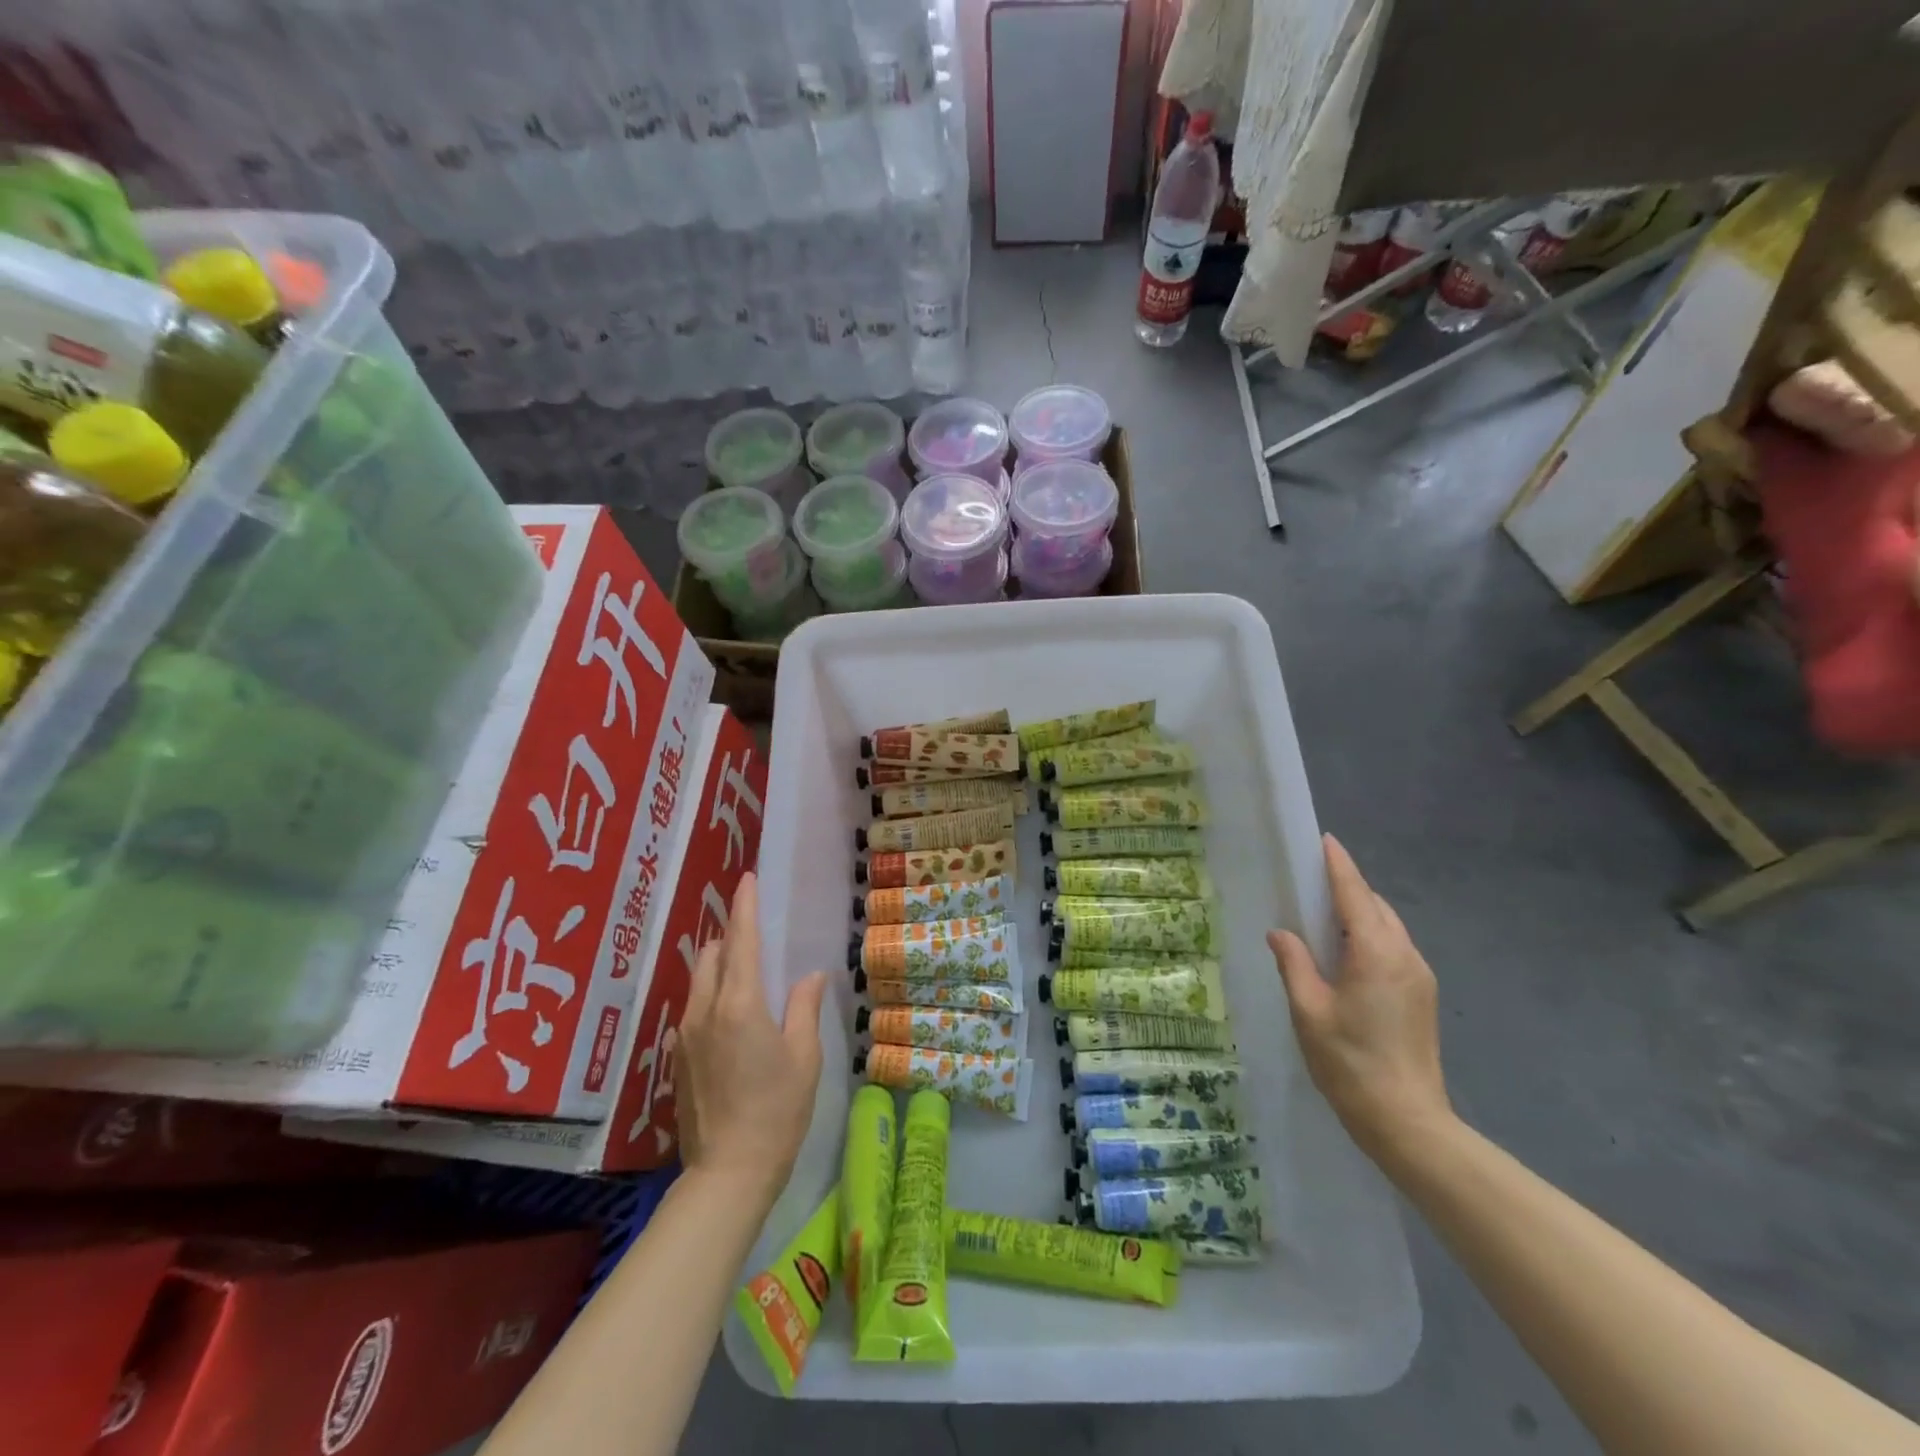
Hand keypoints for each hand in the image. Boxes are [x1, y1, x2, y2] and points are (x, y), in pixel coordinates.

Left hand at [676, 873, 828, 1208]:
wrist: (727, 1173)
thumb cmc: (777, 1110)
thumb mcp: (804, 1056)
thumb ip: (804, 1007)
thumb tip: (811, 976)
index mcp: (739, 1004)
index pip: (740, 940)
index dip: (744, 906)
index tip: (747, 879)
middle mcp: (704, 1010)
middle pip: (711, 954)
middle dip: (730, 936)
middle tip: (754, 934)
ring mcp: (685, 1034)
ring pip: (698, 980)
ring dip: (718, 965)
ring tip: (744, 973)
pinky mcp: (677, 1057)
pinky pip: (693, 1008)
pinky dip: (710, 995)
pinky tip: (731, 1017)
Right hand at [1268, 835, 1451, 1158]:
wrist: (1407, 1121)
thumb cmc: (1349, 1062)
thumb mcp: (1308, 1010)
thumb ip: (1294, 964)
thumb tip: (1281, 933)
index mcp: (1376, 953)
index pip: (1355, 895)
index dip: (1338, 865)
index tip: (1324, 840)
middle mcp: (1405, 955)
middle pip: (1375, 906)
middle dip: (1347, 887)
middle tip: (1311, 878)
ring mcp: (1419, 976)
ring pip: (1388, 927)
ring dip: (1358, 913)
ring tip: (1322, 913)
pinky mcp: (1422, 995)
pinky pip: (1393, 947)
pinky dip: (1369, 936)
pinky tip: (1345, 951)